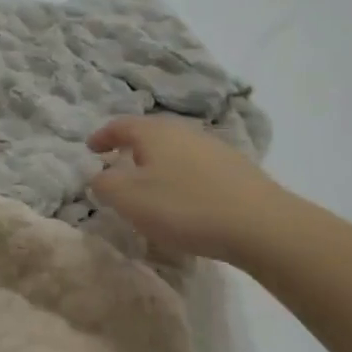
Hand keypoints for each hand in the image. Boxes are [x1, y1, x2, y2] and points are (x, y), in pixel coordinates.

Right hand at [88, 116, 295, 265]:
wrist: (261, 226)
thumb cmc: (184, 207)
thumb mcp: (129, 198)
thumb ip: (104, 184)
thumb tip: (99, 176)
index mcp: (154, 132)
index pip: (120, 125)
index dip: (102, 136)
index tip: (90, 150)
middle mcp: (184, 131)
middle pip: (150, 134)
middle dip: (131, 149)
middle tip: (118, 166)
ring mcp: (214, 148)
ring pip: (175, 150)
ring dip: (158, 164)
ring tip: (151, 187)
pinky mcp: (237, 170)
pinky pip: (197, 168)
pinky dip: (182, 178)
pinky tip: (185, 201)